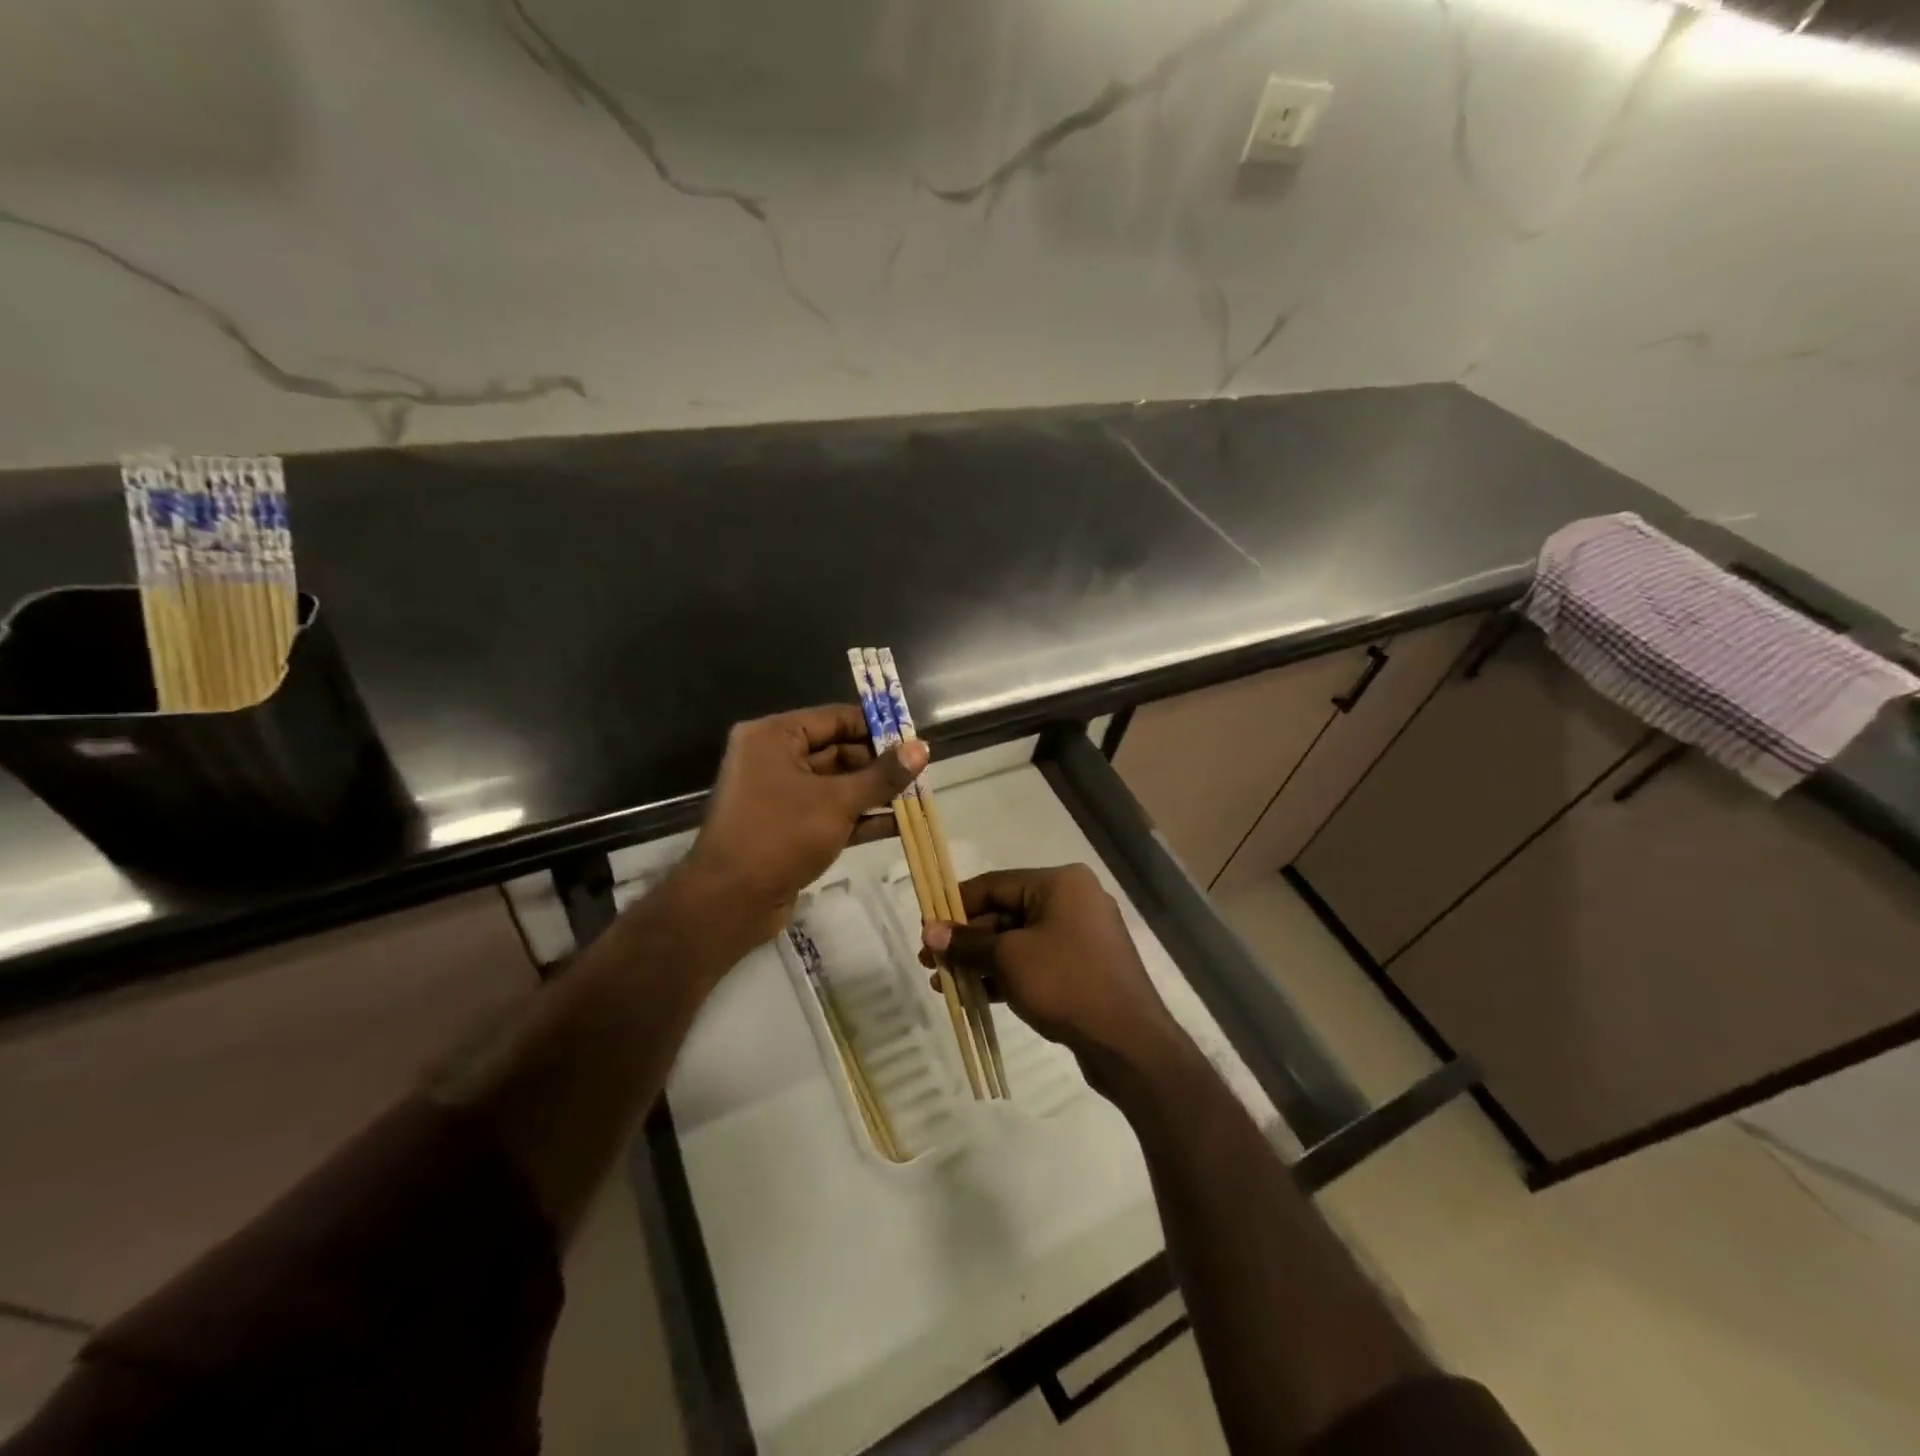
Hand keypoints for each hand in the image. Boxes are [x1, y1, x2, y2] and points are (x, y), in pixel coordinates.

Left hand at [680, 705, 925, 948]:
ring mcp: (780, 796)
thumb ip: (882, 776)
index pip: (834, 718)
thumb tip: (922, 749)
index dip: (875, 726)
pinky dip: (860, 818)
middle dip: (879, 765)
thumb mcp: (838, 801)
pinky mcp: (789, 829)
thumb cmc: (780, 835)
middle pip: (837, 751)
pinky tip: (899, 825)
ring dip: (874, 793)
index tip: (913, 737)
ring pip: (837, 785)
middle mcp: (773, 759)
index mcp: (774, 737)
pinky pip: (830, 813)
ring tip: (918, 796)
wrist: (730, 902)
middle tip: (921, 772)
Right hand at [923, 864, 1191, 1095]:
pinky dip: (1006, 975)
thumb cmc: (1066, 983)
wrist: (1129, 1042)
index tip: (926, 927)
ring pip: (1018, 941)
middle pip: (1005, 912)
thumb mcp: (1009, 959)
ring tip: (943, 983)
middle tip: (930, 962)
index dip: (955, 905)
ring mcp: (1081, 936)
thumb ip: (967, 943)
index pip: (994, 884)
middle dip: (966, 939)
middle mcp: (1073, 900)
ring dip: (981, 960)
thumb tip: (929, 932)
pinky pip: (1036, 962)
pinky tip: (974, 996)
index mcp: (1059, 883)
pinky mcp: (1083, 968)